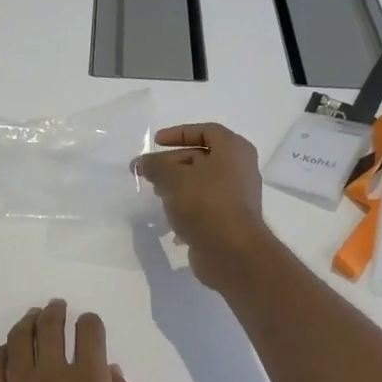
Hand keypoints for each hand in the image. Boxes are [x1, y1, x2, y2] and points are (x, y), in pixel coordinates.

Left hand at [0, 301, 144, 381]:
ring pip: (18, 342)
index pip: (90, 335)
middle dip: (56, 313)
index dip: (92, 323)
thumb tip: (112, 370)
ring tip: (32, 318)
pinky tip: (6, 351)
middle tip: (57, 306)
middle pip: (50, 329)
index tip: (91, 324)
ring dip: (27, 324)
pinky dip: (0, 352)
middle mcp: (50, 378)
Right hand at [132, 124, 274, 292]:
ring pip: (202, 183)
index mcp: (233, 150)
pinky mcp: (230, 220)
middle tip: (148, 172)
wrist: (231, 251)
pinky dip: (186, 207)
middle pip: (201, 158)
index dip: (179, 133)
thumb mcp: (173, 178)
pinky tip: (169, 218)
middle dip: (172, 163)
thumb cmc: (205, 203)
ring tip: (155, 194)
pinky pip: (205, 206)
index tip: (156, 142)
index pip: (206, 131)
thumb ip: (155, 166)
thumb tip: (141, 163)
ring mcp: (237, 196)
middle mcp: (240, 169)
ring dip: (177, 186)